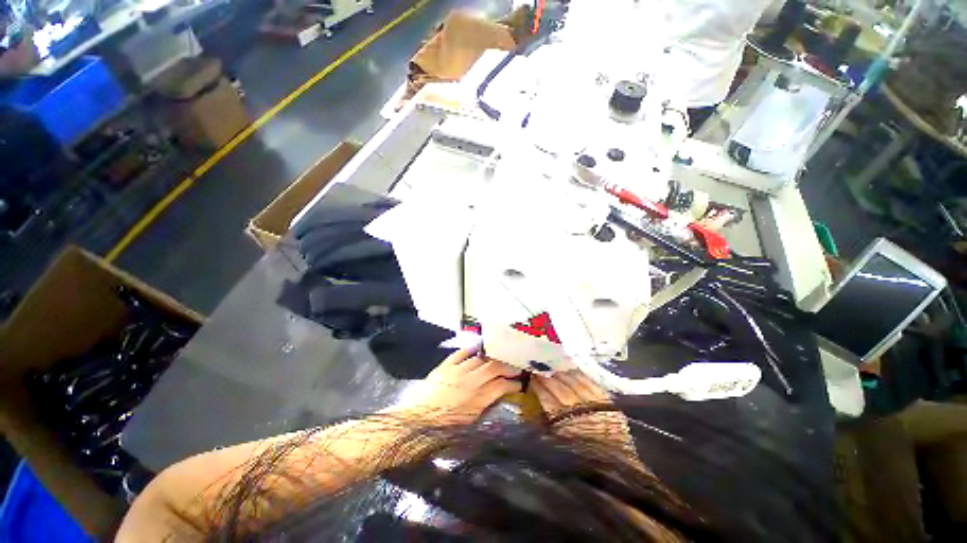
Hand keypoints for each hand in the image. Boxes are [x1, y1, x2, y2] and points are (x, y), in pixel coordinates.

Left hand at [394, 347, 522, 424]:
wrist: (415, 421)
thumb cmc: (443, 429)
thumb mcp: (469, 423)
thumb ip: (485, 407)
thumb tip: (498, 396)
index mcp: (477, 400)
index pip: (502, 386)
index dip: (513, 383)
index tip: (519, 383)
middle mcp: (470, 382)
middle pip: (494, 367)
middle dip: (507, 366)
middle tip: (514, 367)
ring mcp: (457, 371)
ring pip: (480, 358)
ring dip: (492, 357)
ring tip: (499, 357)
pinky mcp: (445, 365)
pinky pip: (461, 353)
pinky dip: (471, 349)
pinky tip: (479, 348)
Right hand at [531, 371, 635, 454]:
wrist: (614, 476)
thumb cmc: (579, 464)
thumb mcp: (554, 448)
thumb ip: (542, 428)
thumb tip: (529, 410)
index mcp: (562, 422)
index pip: (546, 396)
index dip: (538, 385)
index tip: (531, 378)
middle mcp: (578, 410)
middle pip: (560, 387)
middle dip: (549, 379)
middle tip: (541, 373)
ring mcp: (595, 406)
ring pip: (576, 383)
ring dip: (564, 376)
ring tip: (556, 372)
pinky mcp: (609, 406)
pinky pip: (593, 385)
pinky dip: (582, 377)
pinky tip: (575, 373)